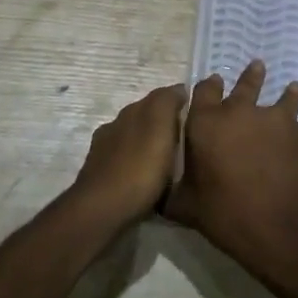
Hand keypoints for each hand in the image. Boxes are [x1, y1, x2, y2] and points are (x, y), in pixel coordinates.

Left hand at [71, 83, 187, 225]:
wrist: (103, 209)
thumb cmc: (139, 168)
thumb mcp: (159, 126)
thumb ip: (166, 102)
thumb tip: (178, 88)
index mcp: (130, 113)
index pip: (157, 98)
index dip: (177, 102)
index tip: (196, 113)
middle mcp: (114, 127)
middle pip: (143, 118)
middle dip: (162, 124)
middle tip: (187, 139)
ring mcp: (104, 153)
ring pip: (133, 141)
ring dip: (149, 146)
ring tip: (170, 161)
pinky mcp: (101, 178)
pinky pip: (126, 163)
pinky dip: (139, 165)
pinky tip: (147, 177)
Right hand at [167, 60, 297, 278]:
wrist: (282, 229)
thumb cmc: (226, 216)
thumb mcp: (186, 207)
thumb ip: (173, 191)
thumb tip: (159, 193)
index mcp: (206, 123)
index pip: (204, 90)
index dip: (208, 86)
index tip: (213, 83)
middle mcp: (240, 113)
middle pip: (245, 85)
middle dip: (250, 77)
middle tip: (256, 67)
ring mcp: (275, 121)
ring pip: (282, 98)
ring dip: (285, 92)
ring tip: (293, 87)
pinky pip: (296, 125)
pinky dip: (295, 129)